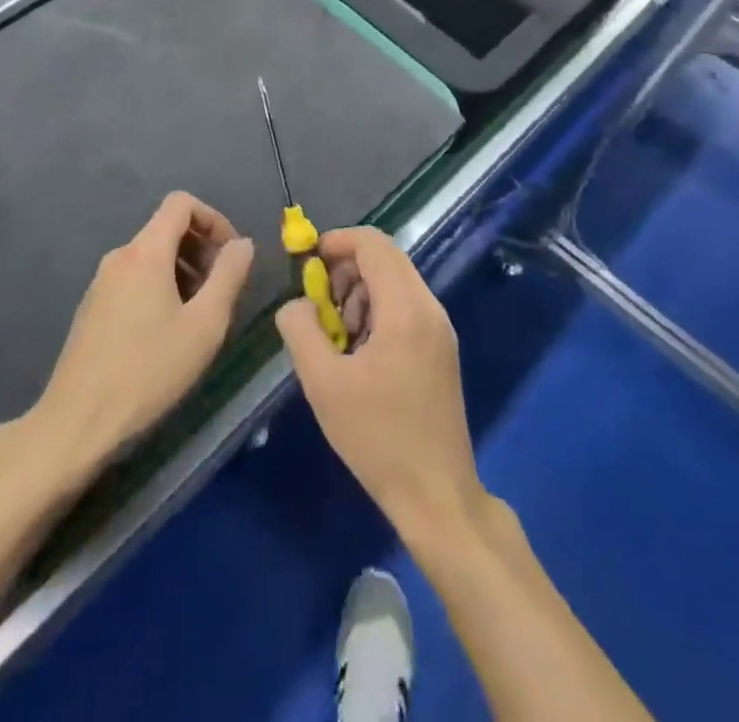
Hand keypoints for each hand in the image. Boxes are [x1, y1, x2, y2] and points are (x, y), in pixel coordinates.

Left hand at [27, 192, 254, 478]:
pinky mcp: (92, 307)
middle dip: (201, 248)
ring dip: (183, 271)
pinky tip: (168, 333)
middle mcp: (120, 256)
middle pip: (166, 228)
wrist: (77, 421)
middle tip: (222, 290)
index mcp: (145, 252)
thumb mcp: (204, 326)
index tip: (231, 256)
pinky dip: (159, 287)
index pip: (181, 203)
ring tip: (199, 316)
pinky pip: (134, 278)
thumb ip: (228, 276)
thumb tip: (242, 244)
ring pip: (151, 256)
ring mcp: (101, 281)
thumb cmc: (148, 371)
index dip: (213, 218)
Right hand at [276, 227, 485, 535]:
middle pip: (385, 258)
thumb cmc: (377, 437)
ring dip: (359, 293)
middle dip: (344, 270)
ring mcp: (440, 329)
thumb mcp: (323, 382)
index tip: (307, 265)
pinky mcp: (442, 349)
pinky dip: (376, 312)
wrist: (436, 496)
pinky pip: (405, 306)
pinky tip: (359, 353)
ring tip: (338, 336)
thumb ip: (300, 329)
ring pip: (395, 282)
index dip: (336, 242)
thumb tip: (297, 304)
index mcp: (405, 308)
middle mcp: (429, 308)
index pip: (373, 243)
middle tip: (319, 306)